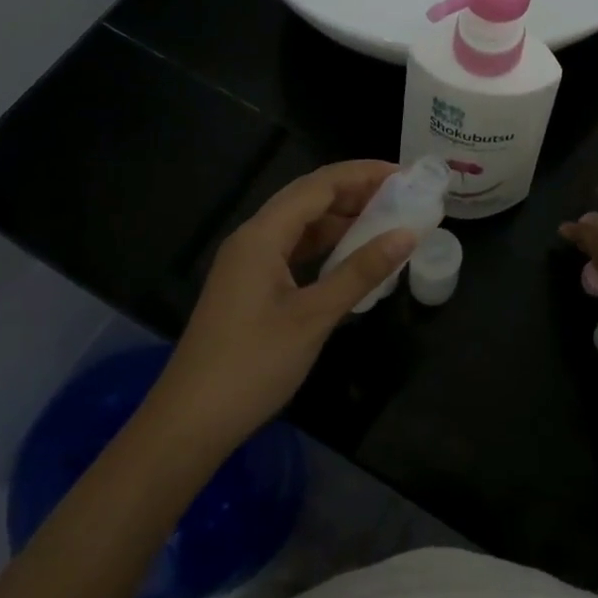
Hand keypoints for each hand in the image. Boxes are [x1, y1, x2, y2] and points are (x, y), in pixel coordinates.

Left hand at [149, 161, 418, 453]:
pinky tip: (349, 256)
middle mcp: (252, 238)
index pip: (319, 185)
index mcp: (262, 235)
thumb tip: (407, 234)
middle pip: (308, 197)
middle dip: (354, 190)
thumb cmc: (252, 365)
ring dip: (340, 218)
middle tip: (401, 194)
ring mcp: (248, 262)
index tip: (405, 174)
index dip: (363, 174)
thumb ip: (360, 271)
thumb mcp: (314, 316)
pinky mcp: (249, 286)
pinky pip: (292, 249)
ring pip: (300, 224)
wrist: (189, 423)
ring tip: (384, 219)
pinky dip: (324, 245)